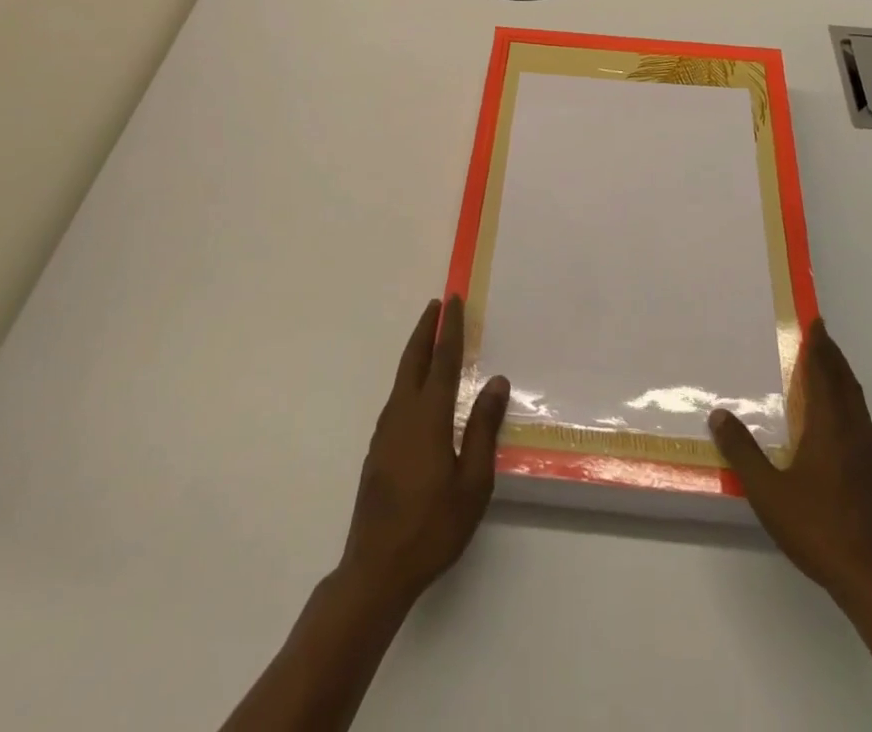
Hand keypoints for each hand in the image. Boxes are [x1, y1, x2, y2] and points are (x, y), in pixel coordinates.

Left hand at [338, 296, 509, 607]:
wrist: (376, 570)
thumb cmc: (433, 527)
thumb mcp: (473, 482)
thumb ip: (484, 428)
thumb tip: (496, 382)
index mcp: (428, 418)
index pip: (443, 361)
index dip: (450, 329)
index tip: (454, 301)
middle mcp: (403, 415)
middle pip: (414, 361)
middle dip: (425, 330)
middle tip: (436, 306)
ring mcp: (385, 433)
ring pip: (402, 379)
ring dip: (416, 352)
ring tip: (429, 339)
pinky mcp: (378, 450)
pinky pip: (397, 398)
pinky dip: (410, 378)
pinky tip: (417, 391)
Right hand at [709, 320, 871, 612]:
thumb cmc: (819, 529)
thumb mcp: (769, 492)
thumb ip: (743, 452)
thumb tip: (719, 414)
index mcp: (831, 427)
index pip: (824, 373)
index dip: (819, 346)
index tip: (815, 322)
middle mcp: (857, 432)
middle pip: (846, 383)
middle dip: (833, 357)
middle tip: (820, 337)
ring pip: (858, 404)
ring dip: (843, 381)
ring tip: (828, 373)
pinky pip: (863, 424)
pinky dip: (850, 407)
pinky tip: (841, 426)